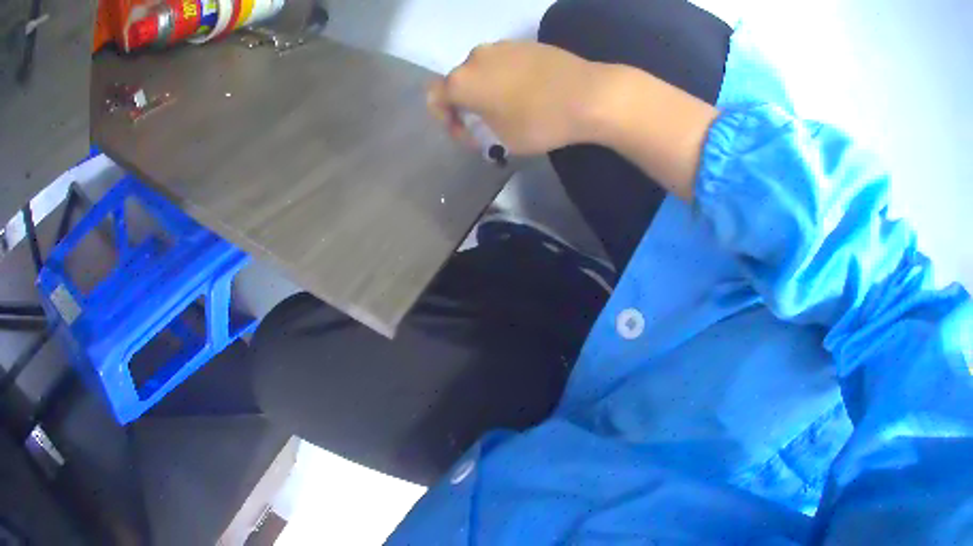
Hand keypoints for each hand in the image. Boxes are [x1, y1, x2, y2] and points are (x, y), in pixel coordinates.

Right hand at [427, 41, 610, 155]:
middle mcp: (476, 57)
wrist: (589, 95)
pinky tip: (530, 92)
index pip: (435, 98)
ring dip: (488, 89)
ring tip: (512, 107)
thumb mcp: (500, 140)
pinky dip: (508, 78)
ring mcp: (503, 46)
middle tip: (489, 124)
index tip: (468, 134)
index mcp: (462, 81)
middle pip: (460, 82)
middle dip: (468, 104)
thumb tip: (476, 124)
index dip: (446, 119)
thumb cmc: (539, 122)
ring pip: (484, 70)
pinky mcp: (527, 43)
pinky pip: (506, 63)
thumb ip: (476, 131)